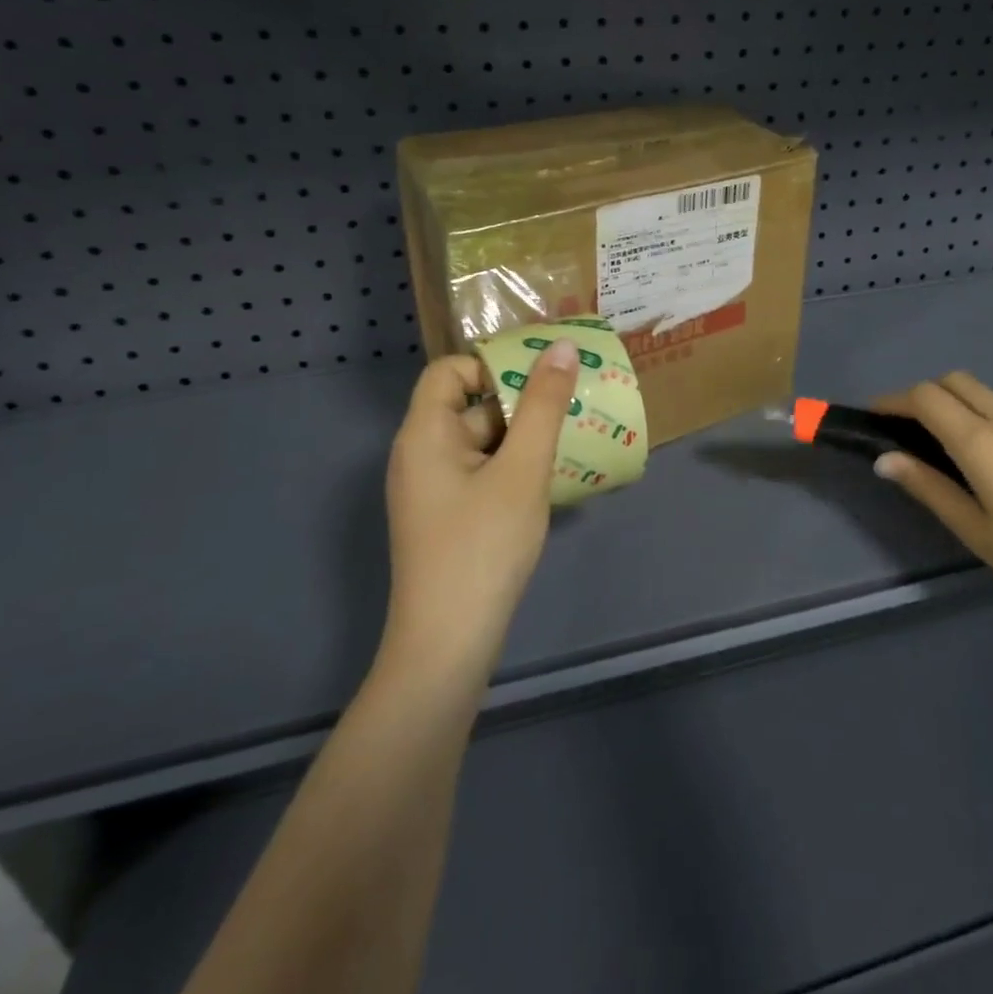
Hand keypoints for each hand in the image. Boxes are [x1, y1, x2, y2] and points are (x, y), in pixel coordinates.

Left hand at [381, 338, 580, 669]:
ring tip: (572, 439)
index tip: (541, 380)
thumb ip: (543, 406)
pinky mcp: (447, 517)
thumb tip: (560, 347)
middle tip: (571, 406)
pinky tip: (550, 480)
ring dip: (523, 436)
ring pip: (481, 441)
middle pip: (469, 405)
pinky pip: (481, 471)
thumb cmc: (483, 547)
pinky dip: (514, 466)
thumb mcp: (523, 470)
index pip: (450, 371)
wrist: (448, 645)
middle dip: (520, 402)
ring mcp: (433, 489)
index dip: (493, 366)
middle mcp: (421, 454)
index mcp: (425, 434)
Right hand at [873, 372, 992, 614]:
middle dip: (919, 394)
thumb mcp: (978, 531)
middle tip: (903, 431)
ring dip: (948, 402)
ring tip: (936, 445)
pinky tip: (979, 457)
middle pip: (951, 380)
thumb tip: (884, 458)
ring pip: (978, 391)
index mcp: (980, 440)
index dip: (892, 401)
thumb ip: (929, 489)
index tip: (872, 419)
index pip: (925, 397)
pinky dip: (973, 413)